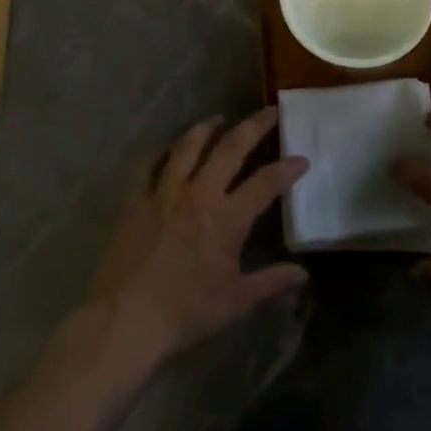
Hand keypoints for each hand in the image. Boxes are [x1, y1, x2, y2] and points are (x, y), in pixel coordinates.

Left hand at [89, 109, 308, 371]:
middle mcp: (199, 194)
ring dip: (206, 128)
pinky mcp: (137, 200)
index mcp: (227, 218)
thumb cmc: (186, 312)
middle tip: (269, 112)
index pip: (265, 183)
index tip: (302, 158)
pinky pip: (148, 166)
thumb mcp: (236, 302)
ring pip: (189, 147)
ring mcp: (164, 193)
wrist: (126, 318)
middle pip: (230, 149)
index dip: (287, 169)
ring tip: (218, 119)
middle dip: (253, 127)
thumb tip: (303, 274)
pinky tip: (166, 147)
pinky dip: (159, 151)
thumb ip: (271, 283)